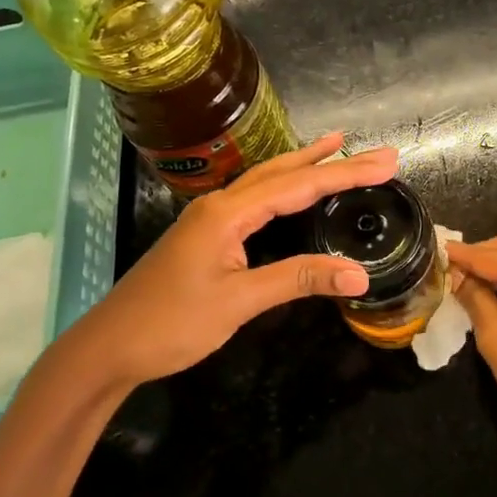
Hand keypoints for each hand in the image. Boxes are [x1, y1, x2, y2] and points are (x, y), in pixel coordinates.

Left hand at [65, 133, 398, 391]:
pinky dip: (282, 188)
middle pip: (282, 173)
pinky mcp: (206, 236)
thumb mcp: (239, 302)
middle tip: (374, 152)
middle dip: (329, 160)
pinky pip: (253, 200)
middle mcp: (219, 205)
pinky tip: (290, 192)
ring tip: (336, 149)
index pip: (298, 186)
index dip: (345, 173)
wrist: (109, 347)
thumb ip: (298, 279)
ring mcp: (209, 219)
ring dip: (303, 166)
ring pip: (265, 182)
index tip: (386, 162)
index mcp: (227, 213)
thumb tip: (358, 274)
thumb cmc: (171, 324)